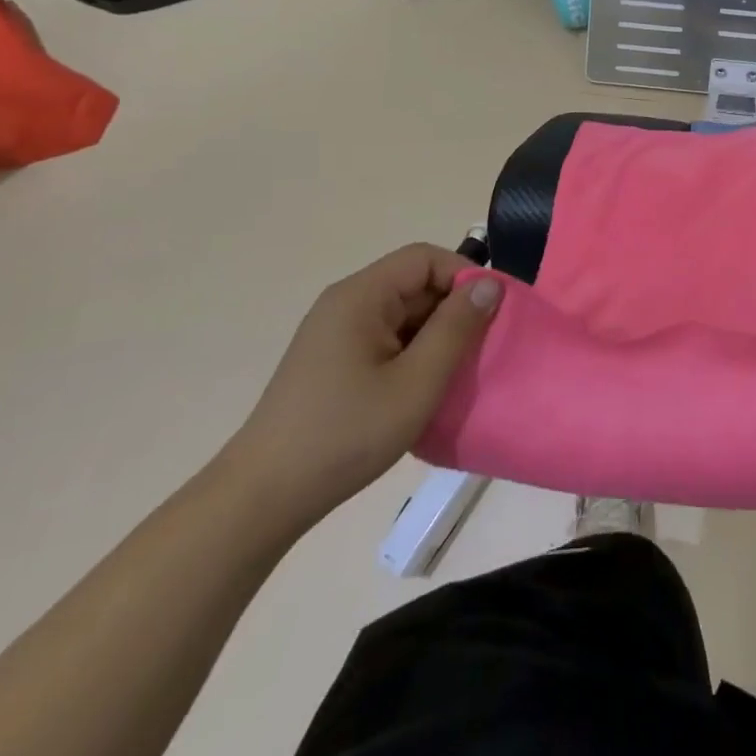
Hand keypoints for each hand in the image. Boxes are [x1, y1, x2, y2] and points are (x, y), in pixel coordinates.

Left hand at [222, 244, 502, 527]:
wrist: (262, 498)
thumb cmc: (346, 434)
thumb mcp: (416, 382)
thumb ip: (457, 328)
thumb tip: (490, 285)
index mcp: (361, 296)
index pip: (425, 258)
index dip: (464, 276)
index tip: (493, 312)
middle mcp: (346, 303)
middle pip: (414, 283)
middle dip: (453, 309)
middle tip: (482, 347)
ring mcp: (335, 332)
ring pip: (402, 313)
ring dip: (435, 334)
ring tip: (458, 371)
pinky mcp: (332, 360)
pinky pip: (386, 337)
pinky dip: (413, 352)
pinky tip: (424, 387)